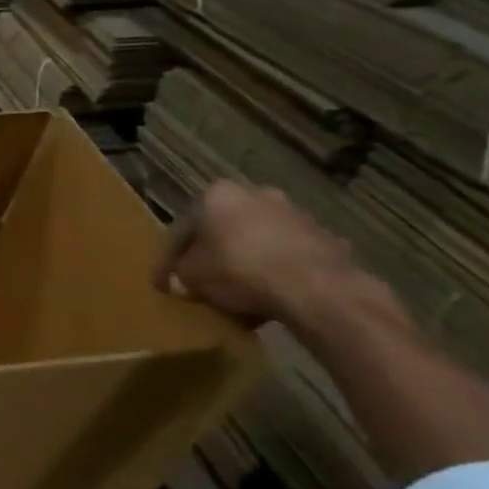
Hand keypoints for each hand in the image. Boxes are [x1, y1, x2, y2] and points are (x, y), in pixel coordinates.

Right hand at [153, 181, 375, 326]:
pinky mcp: (324, 238)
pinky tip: (269, 295)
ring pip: (256, 240)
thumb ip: (179, 275)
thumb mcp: (192, 277)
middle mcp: (255, 194)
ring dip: (244, 260)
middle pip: (222, 229)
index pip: (182, 229)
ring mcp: (294, 214)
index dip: (168, 259)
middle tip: (201, 280)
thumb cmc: (238, 270)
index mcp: (216, 194)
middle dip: (211, 253)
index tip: (163, 283)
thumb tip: (179, 281)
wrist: (316, 288)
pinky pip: (286, 255)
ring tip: (236, 292)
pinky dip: (274, 270)